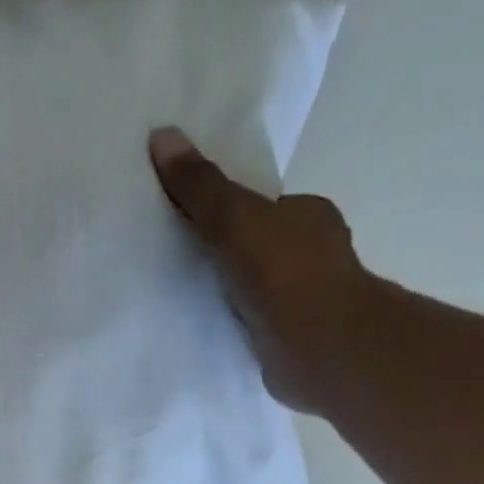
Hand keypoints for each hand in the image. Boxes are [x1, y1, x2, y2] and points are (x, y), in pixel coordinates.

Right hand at [149, 128, 368, 413]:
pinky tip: (205, 326)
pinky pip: (252, 320)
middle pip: (255, 244)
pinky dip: (232, 321)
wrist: (321, 349)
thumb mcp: (234, 218)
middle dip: (224, 251)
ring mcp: (304, 298)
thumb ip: (200, 186)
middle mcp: (311, 252)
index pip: (260, 204)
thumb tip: (162, 134)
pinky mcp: (292, 337)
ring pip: (254, 285)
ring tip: (181, 294)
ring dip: (227, 290)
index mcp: (308, 214)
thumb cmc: (285, 273)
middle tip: (176, 258)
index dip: (225, 209)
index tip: (186, 220)